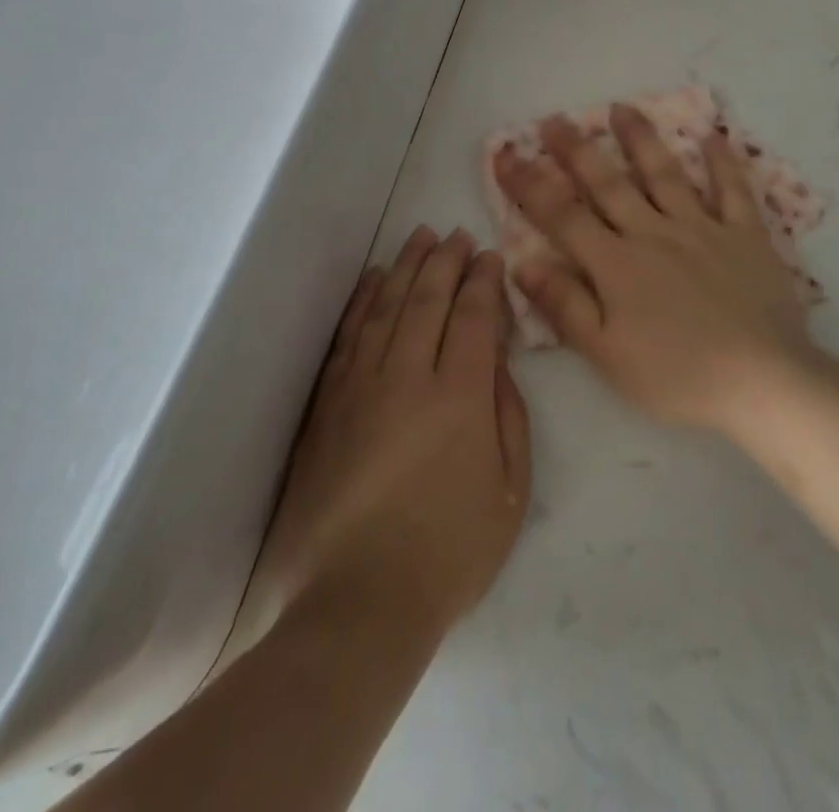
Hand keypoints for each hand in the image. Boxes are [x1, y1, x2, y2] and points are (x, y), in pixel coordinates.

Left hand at [251, 227, 531, 636]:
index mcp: (460, 396)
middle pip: (428, 299)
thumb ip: (510, 416)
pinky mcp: (328, 405)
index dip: (482, 280)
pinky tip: (373, 280)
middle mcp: (409, 376)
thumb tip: (497, 361)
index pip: (473, 316)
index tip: (489, 255)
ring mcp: (361, 387)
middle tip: (457, 234)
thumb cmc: (449, 553)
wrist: (359, 604)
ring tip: (420, 238)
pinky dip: (363, 302)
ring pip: (387, 307)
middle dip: (446, 261)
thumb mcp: (509, 491)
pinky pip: (348, 337)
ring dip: (406, 267)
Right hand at [494, 104, 818, 432]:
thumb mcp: (607, 355)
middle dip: (576, 151)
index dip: (530, 184)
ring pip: (665, 174)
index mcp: (617, 265)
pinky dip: (722, 163)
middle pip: (608, 184)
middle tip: (553, 120)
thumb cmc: (677, 376)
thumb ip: (565, 306)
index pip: (562, 215)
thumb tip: (523, 263)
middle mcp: (654, 233)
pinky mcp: (746, 236)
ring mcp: (703, 229)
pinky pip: (733, 190)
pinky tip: (712, 136)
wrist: (763, 380)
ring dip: (640, 139)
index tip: (506, 155)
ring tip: (622, 108)